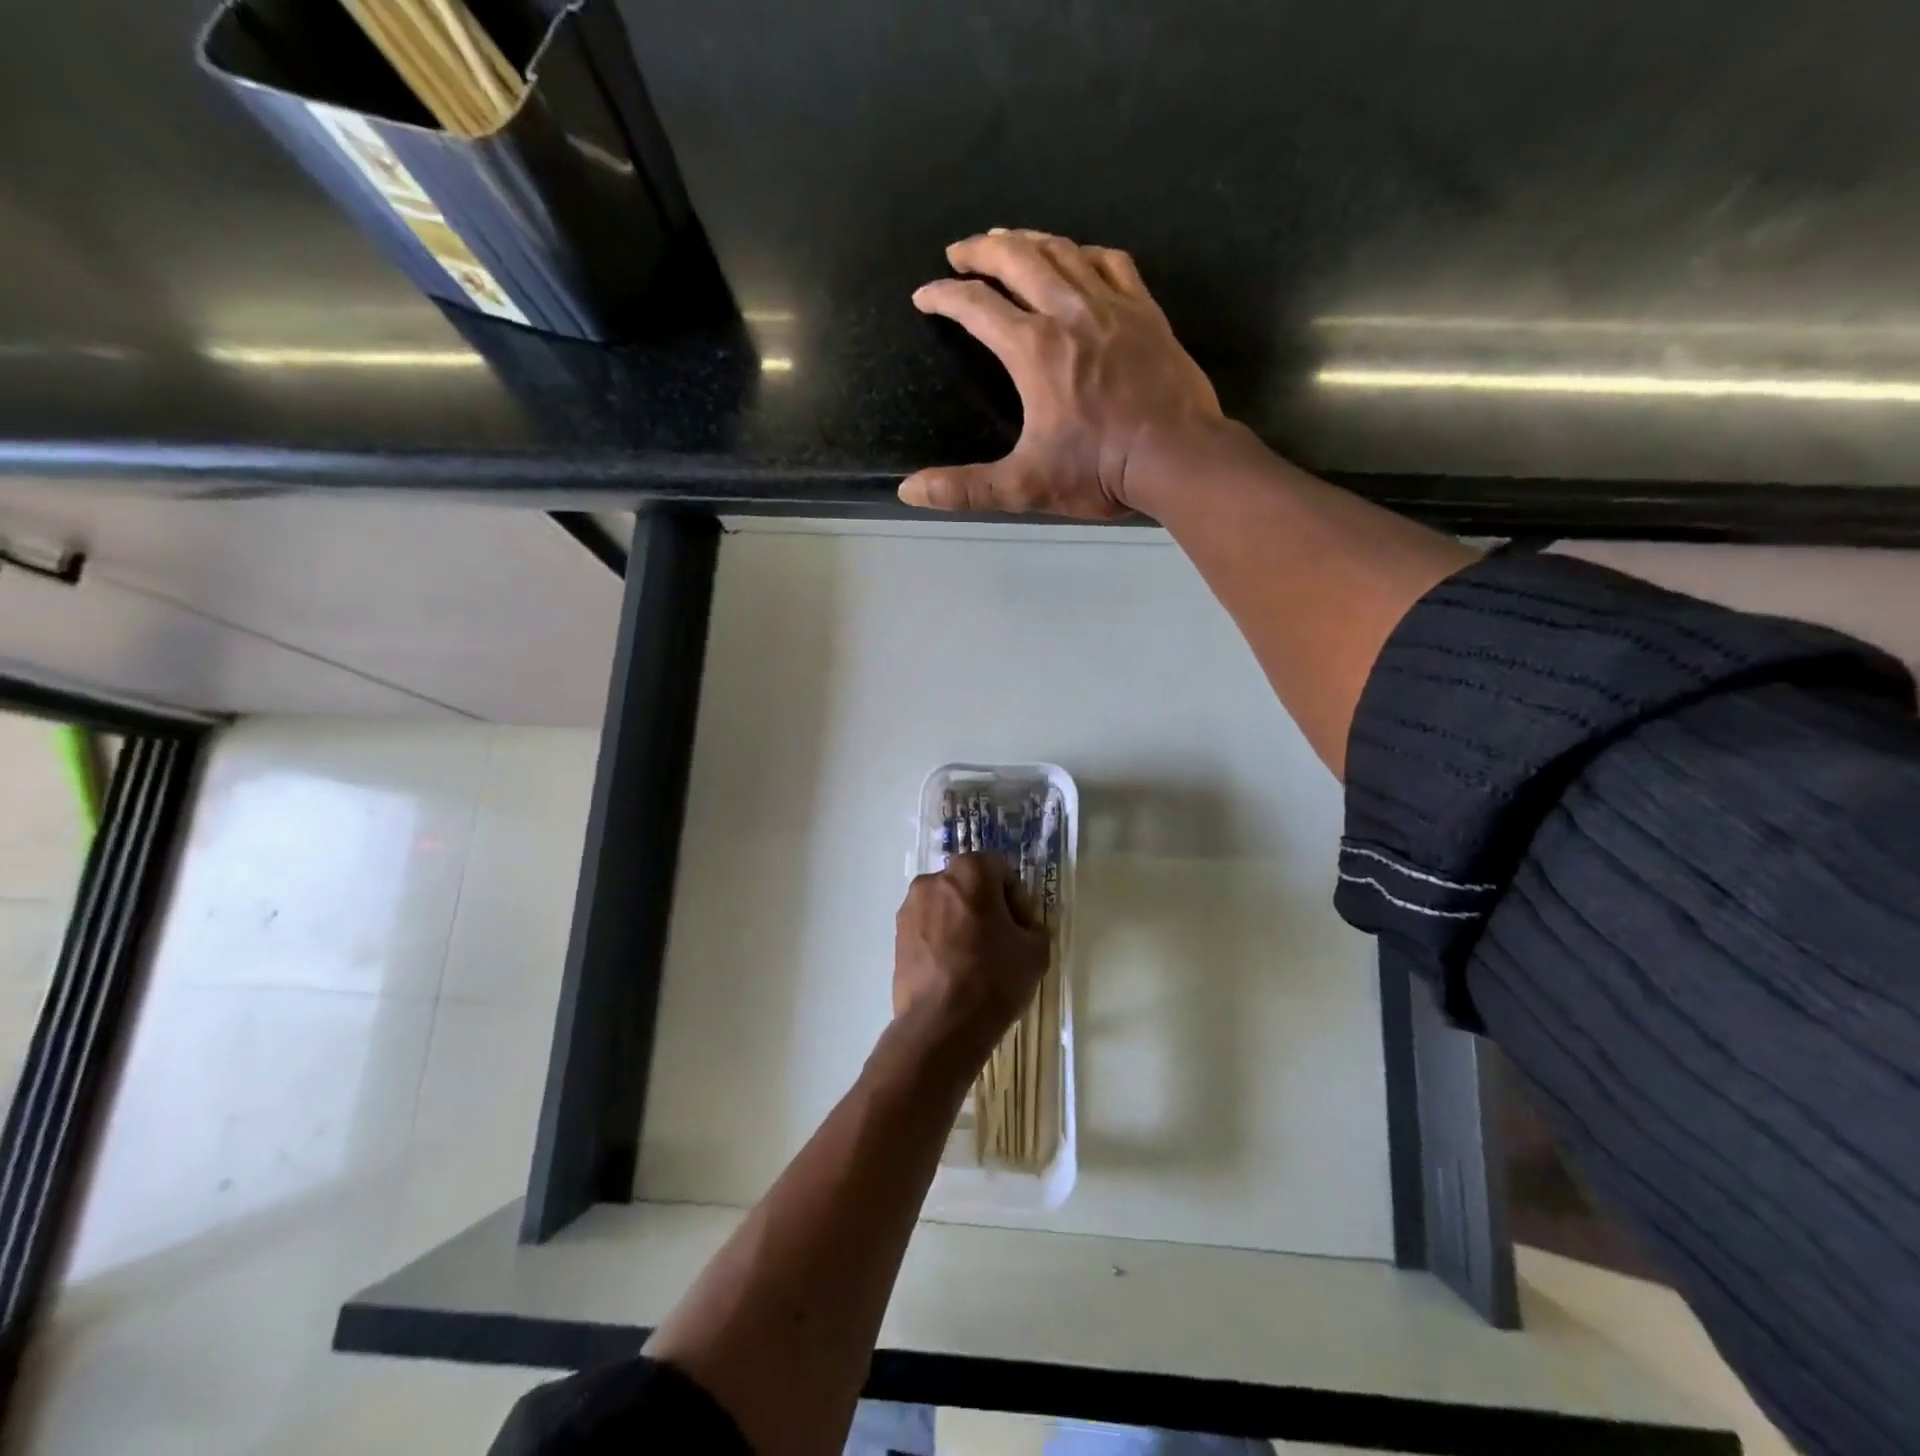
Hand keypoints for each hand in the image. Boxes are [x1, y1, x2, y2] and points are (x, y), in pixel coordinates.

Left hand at [893, 854, 1049, 1057]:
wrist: (941, 1025)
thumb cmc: (993, 978)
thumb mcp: (1036, 951)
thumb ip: (1033, 927)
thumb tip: (1022, 929)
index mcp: (970, 871)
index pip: (1002, 871)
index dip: (1018, 900)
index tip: (1023, 930)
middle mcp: (934, 879)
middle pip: (971, 886)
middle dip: (988, 908)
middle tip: (1003, 943)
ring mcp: (910, 908)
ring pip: (947, 908)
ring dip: (963, 924)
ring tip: (977, 961)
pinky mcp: (896, 937)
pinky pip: (929, 930)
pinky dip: (943, 942)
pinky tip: (955, 972)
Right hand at [900, 228, 1224, 518]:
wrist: (1177, 456)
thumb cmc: (1099, 470)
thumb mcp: (1024, 486)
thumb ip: (964, 488)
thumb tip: (909, 492)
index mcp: (1033, 349)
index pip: (976, 306)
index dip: (944, 296)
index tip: (924, 295)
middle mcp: (1067, 311)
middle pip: (1016, 259)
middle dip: (981, 250)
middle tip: (959, 250)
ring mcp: (1111, 305)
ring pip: (1062, 251)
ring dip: (1027, 240)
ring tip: (1007, 239)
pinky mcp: (1145, 312)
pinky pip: (1111, 263)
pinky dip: (1085, 252)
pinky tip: (1077, 256)